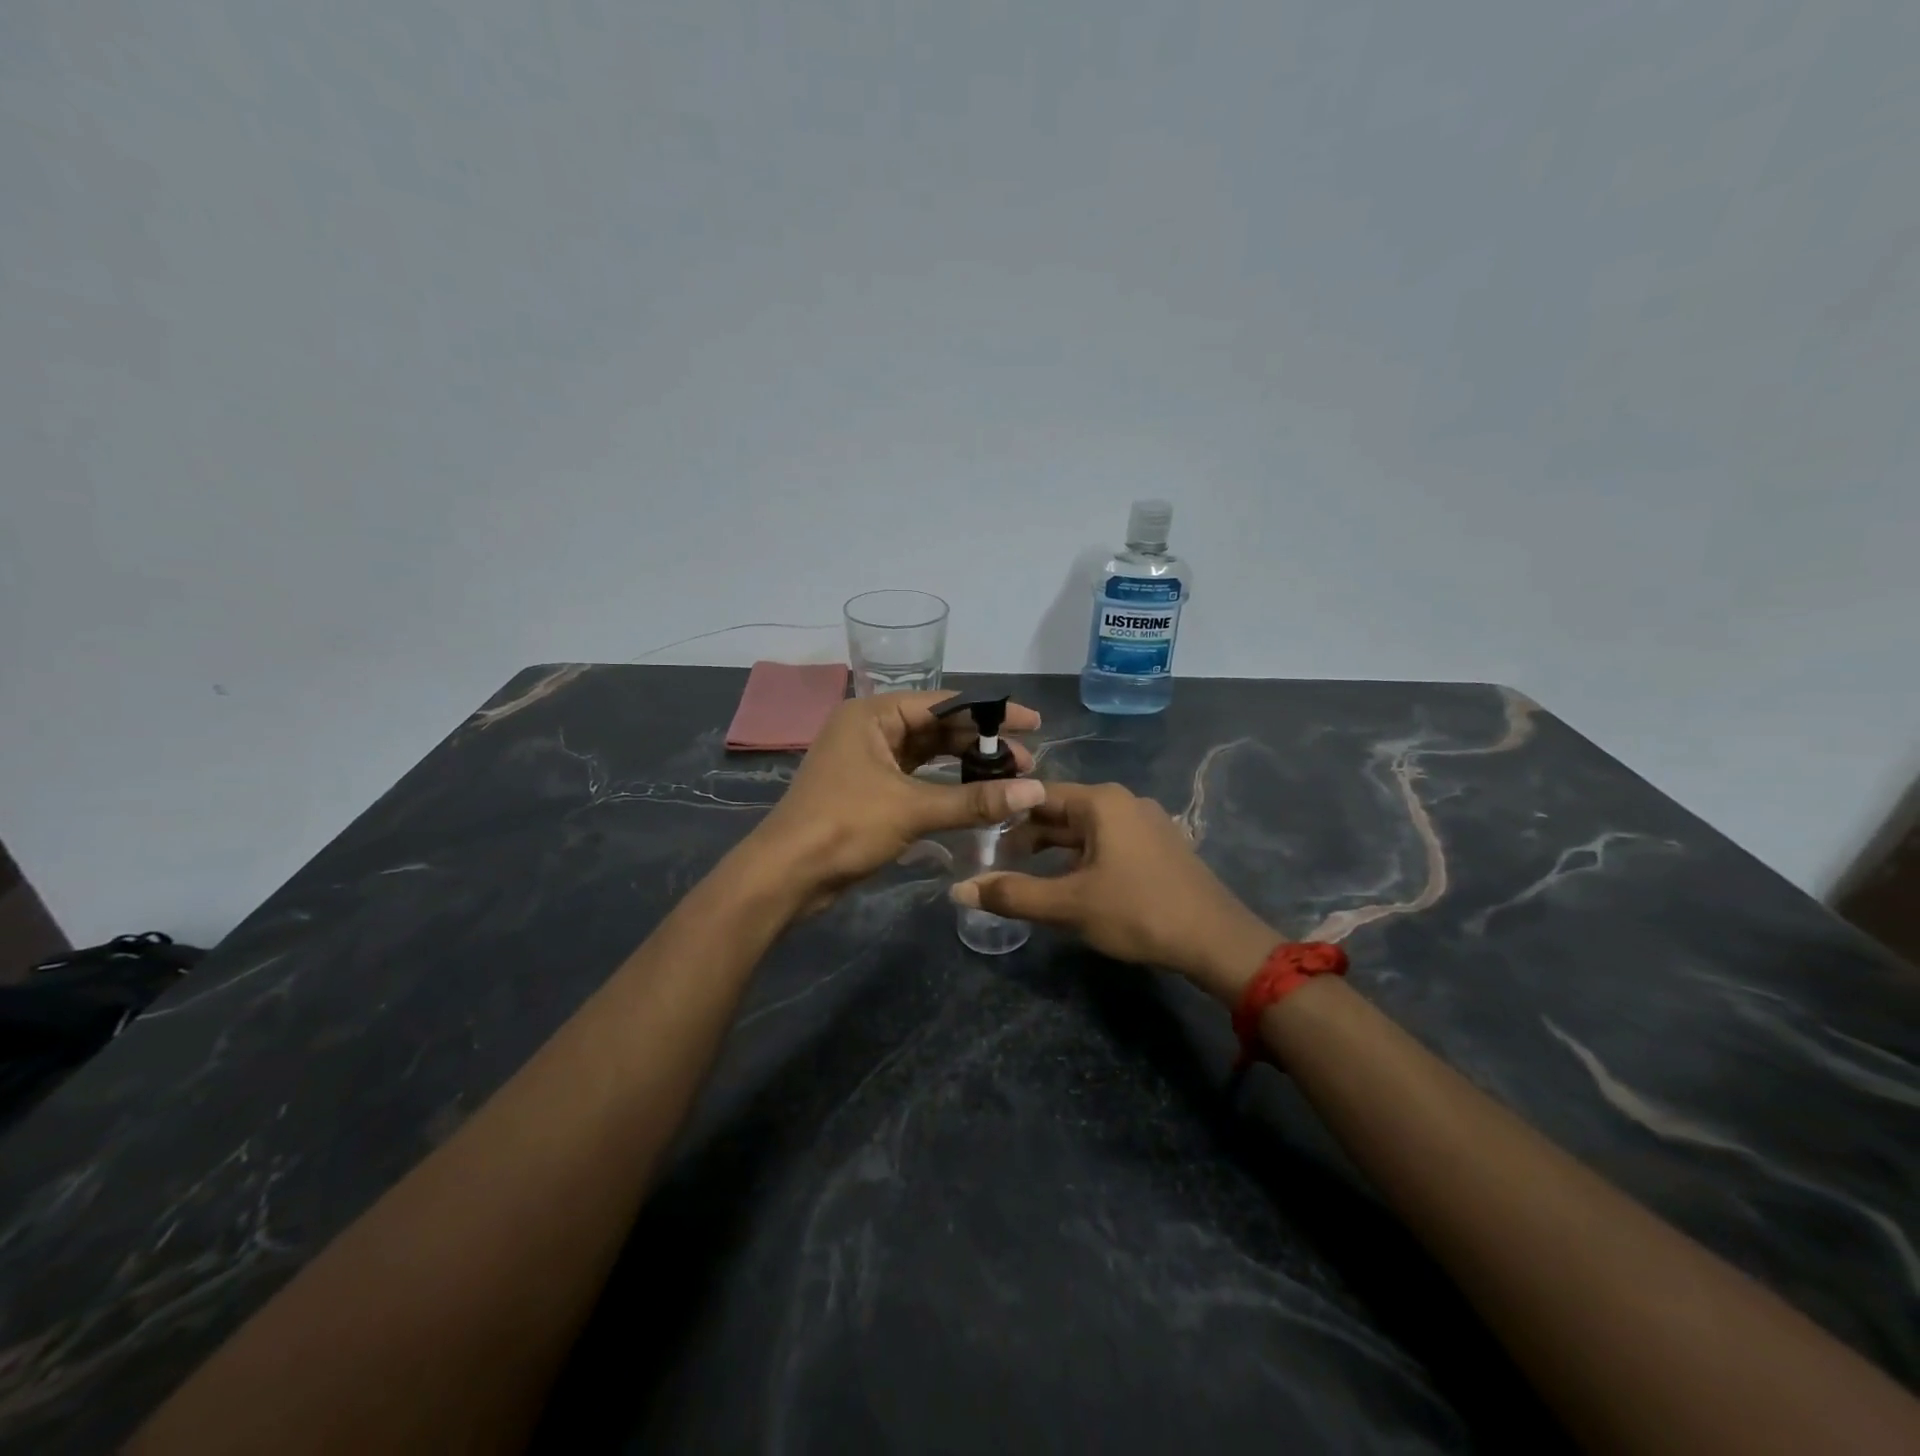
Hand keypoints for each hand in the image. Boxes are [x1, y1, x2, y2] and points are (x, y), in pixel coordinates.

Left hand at [748, 691, 1044, 913]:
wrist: (786, 876)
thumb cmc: (844, 827)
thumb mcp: (912, 809)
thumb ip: (974, 800)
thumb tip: (1035, 792)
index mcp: (872, 715)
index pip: (945, 704)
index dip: (992, 713)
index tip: (1033, 723)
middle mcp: (870, 730)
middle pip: (938, 729)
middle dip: (981, 745)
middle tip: (1027, 763)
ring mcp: (868, 762)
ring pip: (928, 756)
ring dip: (965, 768)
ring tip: (1009, 781)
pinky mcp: (869, 792)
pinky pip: (917, 780)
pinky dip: (945, 787)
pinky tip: (976, 797)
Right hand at [951, 782, 1280, 1000]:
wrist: (1217, 940)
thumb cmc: (1138, 912)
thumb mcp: (1069, 905)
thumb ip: (1012, 896)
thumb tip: (958, 889)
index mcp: (1101, 801)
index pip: (1037, 795)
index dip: (1005, 816)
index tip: (979, 841)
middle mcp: (1123, 800)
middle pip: (1061, 811)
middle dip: (1028, 837)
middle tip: (998, 865)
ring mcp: (1145, 821)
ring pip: (1085, 829)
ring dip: (1055, 851)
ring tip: (1029, 879)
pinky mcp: (1158, 845)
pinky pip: (1108, 841)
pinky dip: (1083, 857)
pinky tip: (1073, 885)